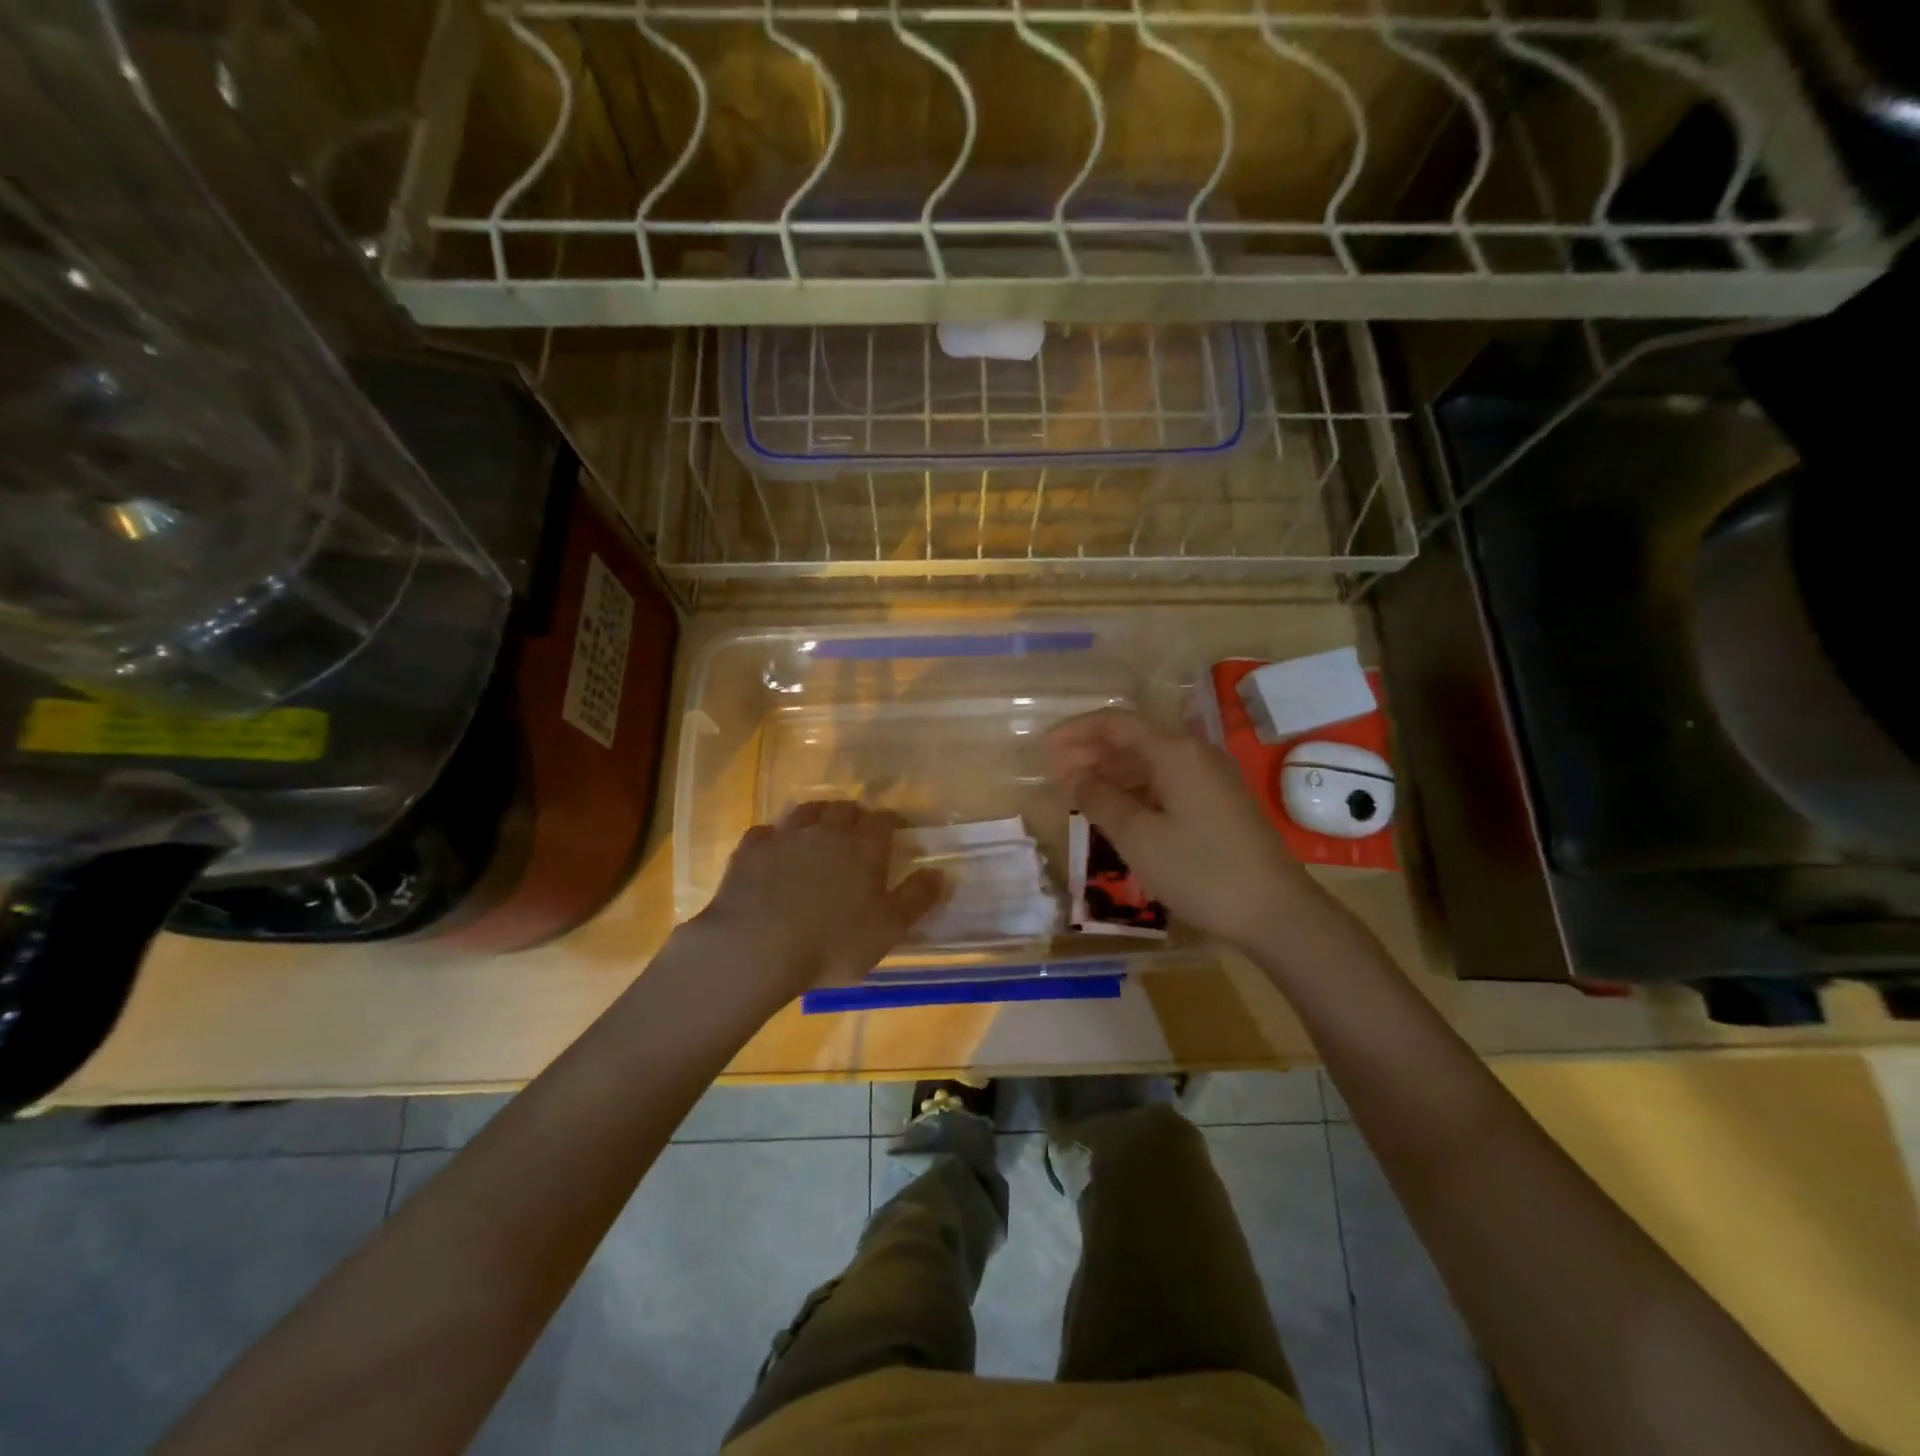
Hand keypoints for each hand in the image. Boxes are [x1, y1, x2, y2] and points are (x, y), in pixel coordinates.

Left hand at [692, 801, 943, 999]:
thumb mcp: (888, 930)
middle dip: (854, 815)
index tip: (895, 830)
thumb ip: (916, 899)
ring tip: (820, 831)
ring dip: (817, 816)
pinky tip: (773, 850)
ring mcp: (785, 837)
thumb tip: (939, 873)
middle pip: (844, 809)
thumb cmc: (832, 944)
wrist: (756, 948)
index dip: (891, 822)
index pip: (883, 820)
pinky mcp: (750, 851)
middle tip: (857, 832)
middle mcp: (827, 832)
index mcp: (864, 848)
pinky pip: (765, 832)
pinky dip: (774, 837)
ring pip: (806, 811)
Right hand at [1047, 709, 1312, 951]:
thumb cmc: (1199, 870)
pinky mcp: (1219, 803)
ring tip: (1079, 793)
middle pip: (1133, 739)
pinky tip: (1118, 810)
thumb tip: (1074, 777)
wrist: (1275, 912)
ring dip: (1112, 772)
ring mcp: (1211, 778)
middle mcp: (1194, 753)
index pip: (1115, 723)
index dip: (1076, 731)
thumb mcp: (1138, 836)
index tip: (1044, 749)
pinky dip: (1136, 789)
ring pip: (1150, 762)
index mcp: (1174, 751)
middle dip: (1091, 752)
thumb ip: (1099, 799)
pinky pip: (1167, 782)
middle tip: (1055, 774)